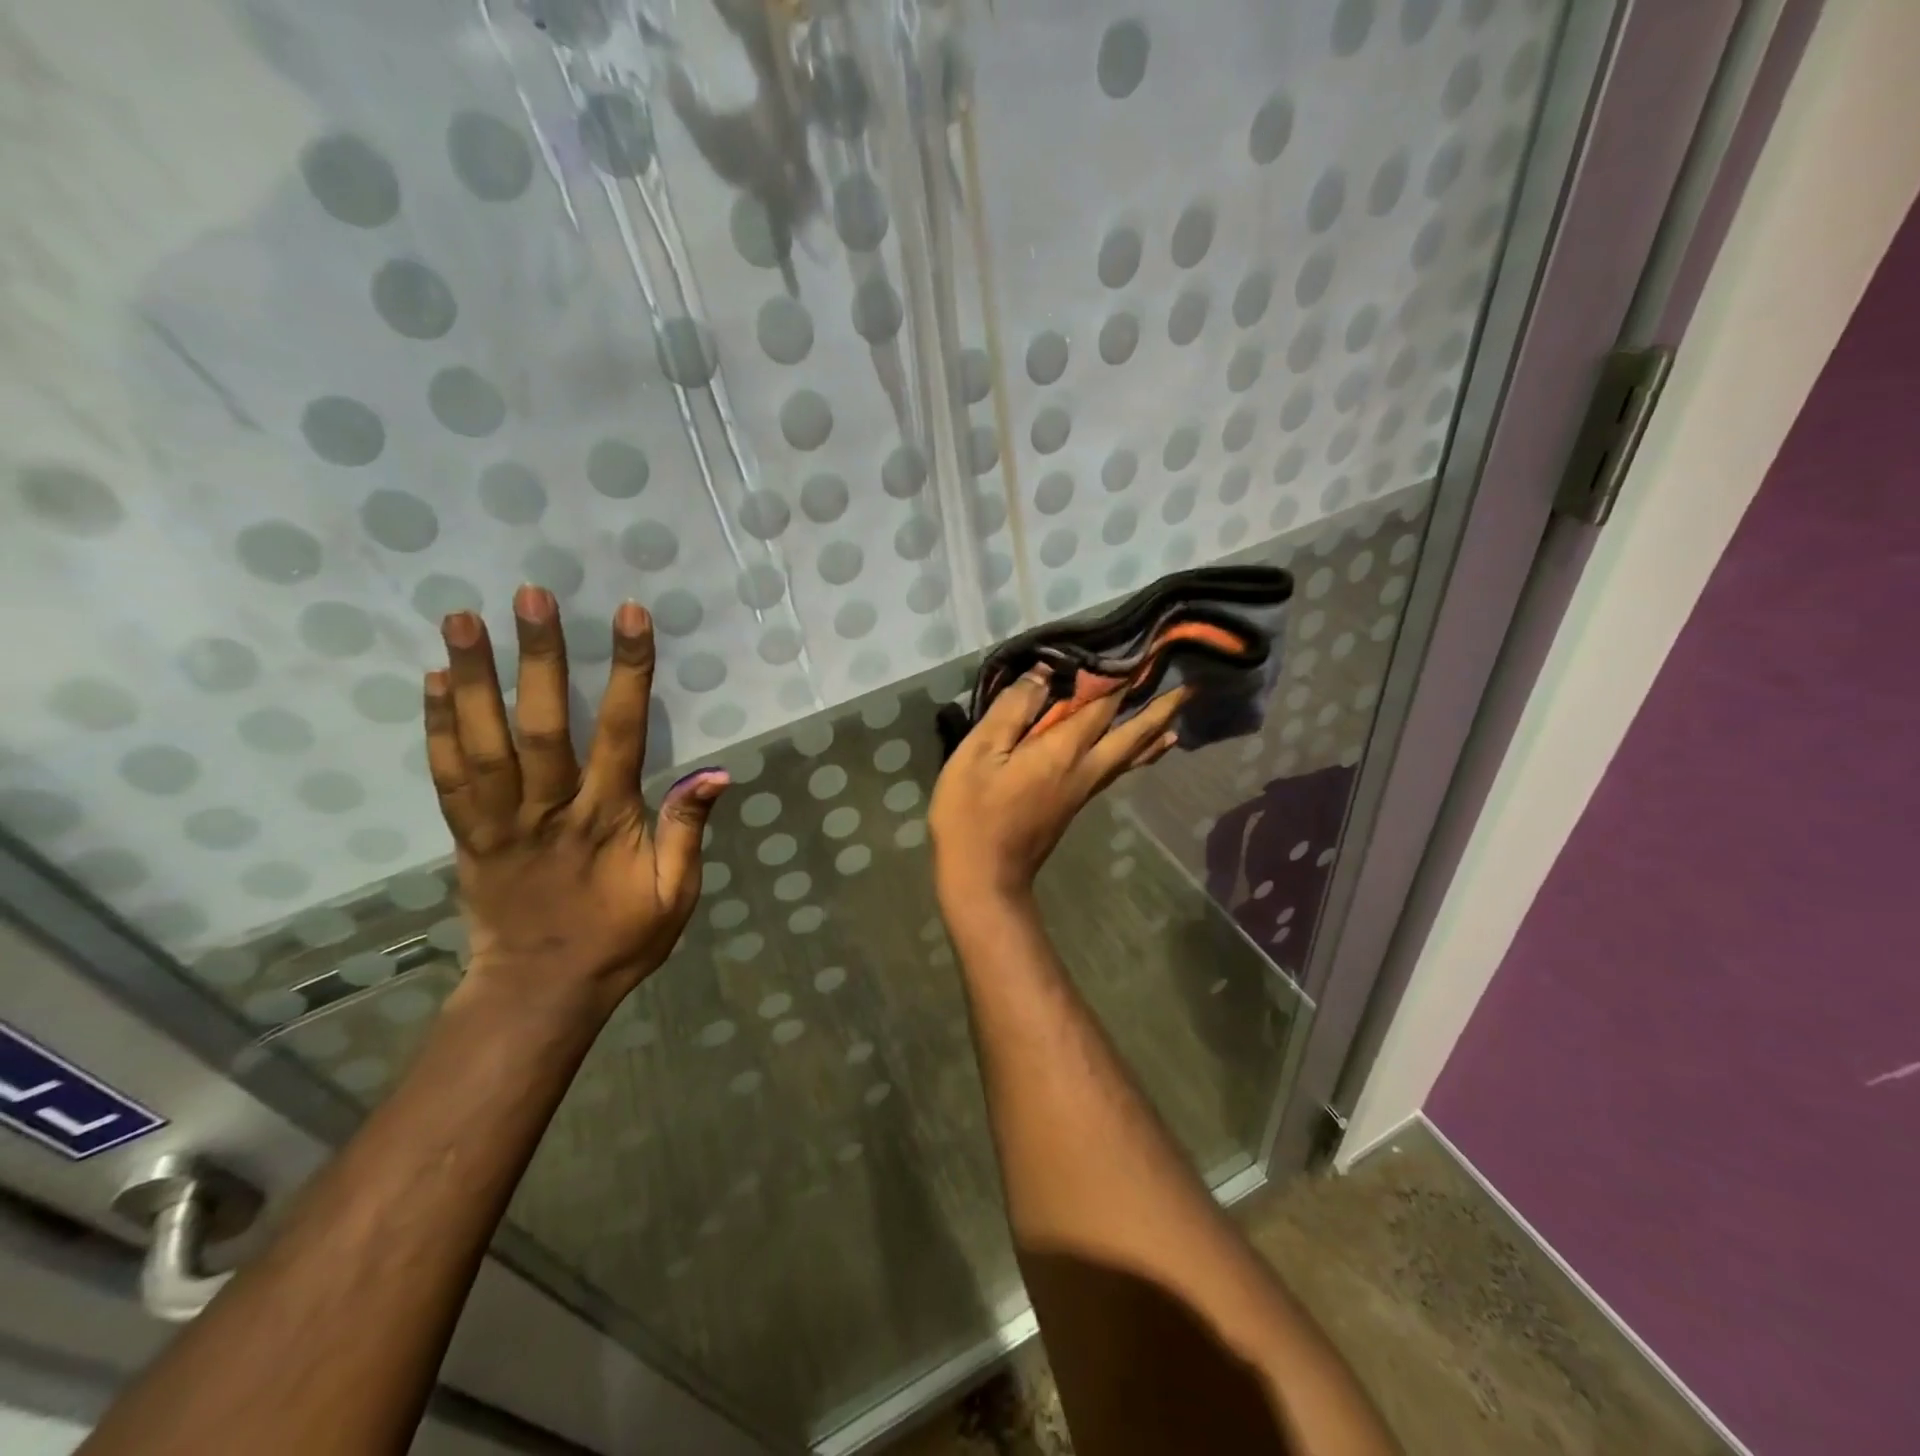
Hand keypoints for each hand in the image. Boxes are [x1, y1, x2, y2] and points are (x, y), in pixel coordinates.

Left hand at [424, 588, 727, 1013]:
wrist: (541, 991)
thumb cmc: (620, 939)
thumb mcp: (675, 893)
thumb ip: (687, 829)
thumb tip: (716, 772)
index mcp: (607, 819)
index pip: (621, 733)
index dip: (628, 673)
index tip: (630, 616)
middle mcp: (549, 811)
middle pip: (541, 726)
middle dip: (539, 658)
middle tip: (531, 596)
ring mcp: (498, 823)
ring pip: (482, 743)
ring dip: (473, 678)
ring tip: (463, 617)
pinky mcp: (466, 836)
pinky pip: (447, 777)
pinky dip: (437, 727)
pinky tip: (434, 680)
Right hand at [929, 670, 1186, 906]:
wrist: (983, 878)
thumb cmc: (972, 812)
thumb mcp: (980, 753)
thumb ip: (1012, 710)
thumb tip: (1043, 673)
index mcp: (1063, 750)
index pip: (1102, 705)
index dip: (1121, 678)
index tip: (1144, 651)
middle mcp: (1084, 769)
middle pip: (1131, 735)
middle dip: (1159, 710)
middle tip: (1187, 688)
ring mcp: (1082, 791)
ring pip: (1129, 757)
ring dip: (1153, 734)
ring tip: (1175, 720)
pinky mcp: (1074, 806)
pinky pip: (1115, 771)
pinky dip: (1136, 756)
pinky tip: (1140, 755)